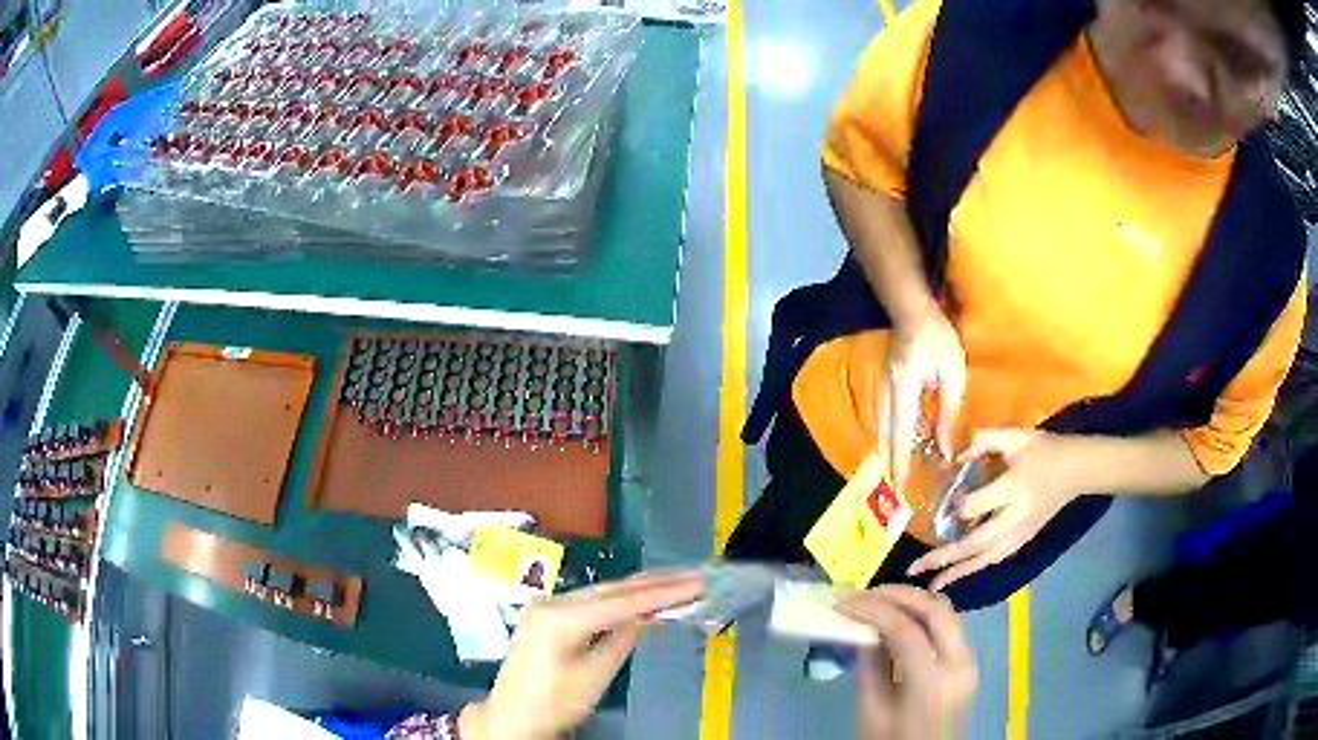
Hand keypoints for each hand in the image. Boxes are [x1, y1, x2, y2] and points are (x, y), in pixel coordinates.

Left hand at [463, 571, 702, 739]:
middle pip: (612, 588)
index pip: (622, 601)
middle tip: (693, 578)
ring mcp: (546, 607)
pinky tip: (639, 599)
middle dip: (655, 583)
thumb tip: (645, 616)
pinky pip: (590, 601)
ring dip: (638, 589)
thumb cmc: (552, 703)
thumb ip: (621, 640)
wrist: (512, 717)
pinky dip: (618, 601)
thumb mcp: (595, 676)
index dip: (663, 592)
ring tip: (676, 583)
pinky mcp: (546, 616)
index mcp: (560, 617)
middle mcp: (551, 603)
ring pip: (602, 591)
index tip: (695, 584)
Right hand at [838, 586, 977, 739]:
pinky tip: (900, 619)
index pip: (905, 630)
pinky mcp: (967, 665)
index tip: (842, 600)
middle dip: (899, 594)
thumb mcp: (871, 713)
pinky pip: (948, 628)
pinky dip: (924, 616)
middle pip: (936, 610)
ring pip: (947, 613)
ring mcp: (968, 663)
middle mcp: (959, 664)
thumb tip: (862, 629)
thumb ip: (869, 668)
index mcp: (933, 683)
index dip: (872, 609)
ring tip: (880, 600)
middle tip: (864, 591)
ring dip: (914, 601)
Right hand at [884, 307, 965, 487]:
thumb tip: (945, 447)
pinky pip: (883, 419)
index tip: (901, 486)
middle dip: (890, 463)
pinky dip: (888, 437)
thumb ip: (948, 412)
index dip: (901, 462)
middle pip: (884, 437)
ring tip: (895, 472)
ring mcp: (881, 389)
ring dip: (887, 452)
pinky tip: (896, 445)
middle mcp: (886, 394)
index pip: (900, 435)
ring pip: (881, 429)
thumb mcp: (952, 375)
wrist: (913, 311)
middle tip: (896, 488)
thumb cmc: (938, 338)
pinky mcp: (884, 386)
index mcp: (904, 391)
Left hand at [908, 430, 1077, 590]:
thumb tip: (957, 456)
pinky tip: (958, 577)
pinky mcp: (1022, 541)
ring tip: (931, 586)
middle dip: (944, 557)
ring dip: (956, 573)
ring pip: (983, 559)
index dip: (959, 505)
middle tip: (914, 568)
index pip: (976, 506)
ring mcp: (1018, 534)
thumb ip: (985, 441)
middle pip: (974, 543)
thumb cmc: (1044, 451)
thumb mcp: (1016, 436)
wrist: (1076, 471)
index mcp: (1012, 490)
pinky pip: (994, 559)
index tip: (949, 500)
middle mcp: (1013, 519)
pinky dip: (974, 569)